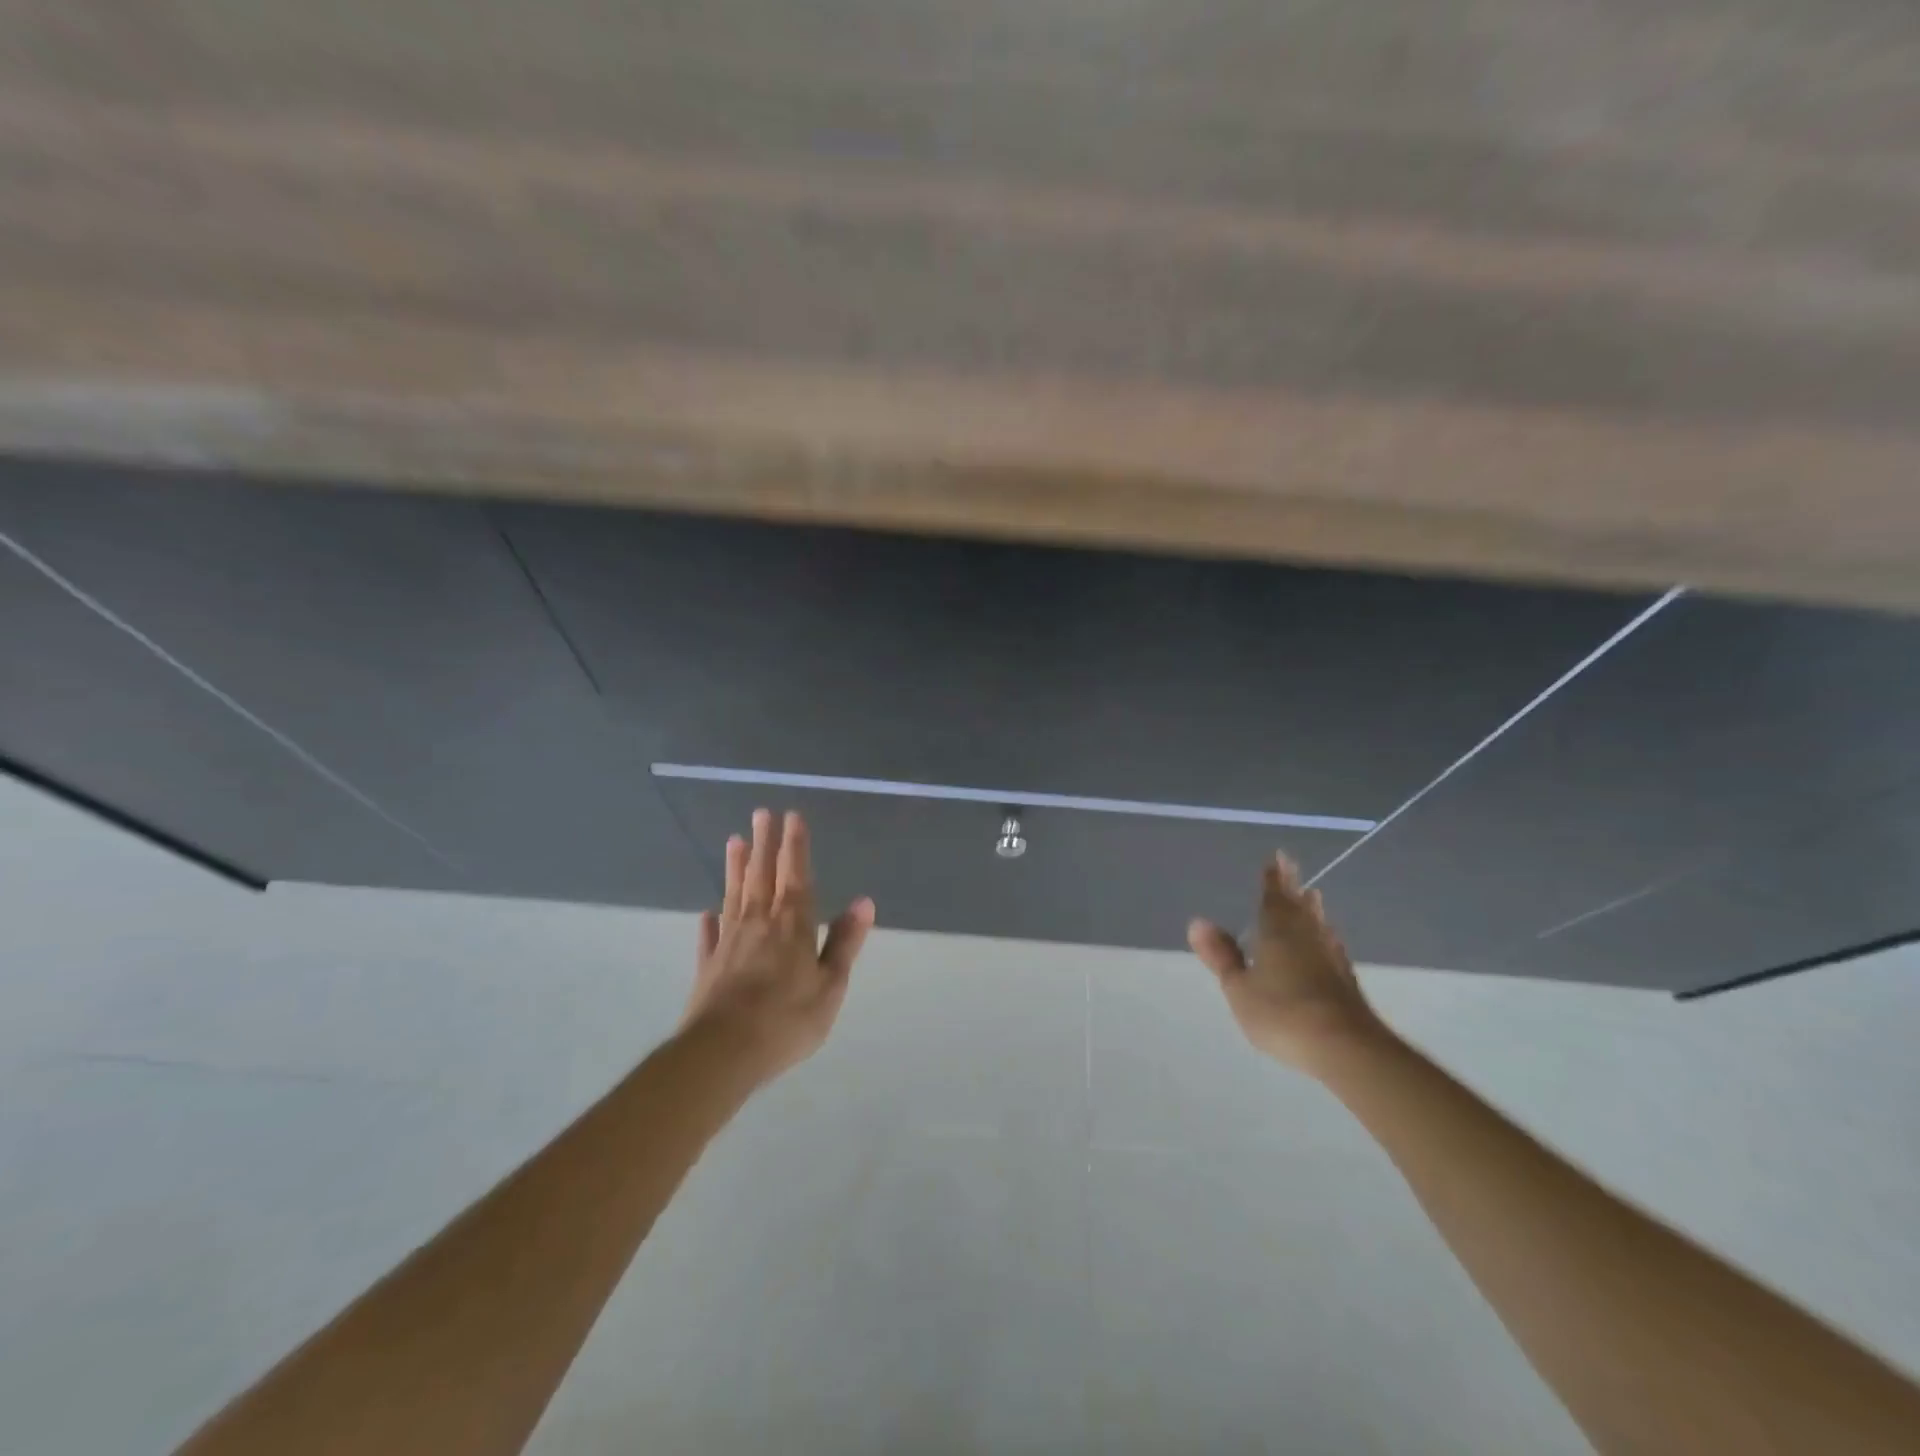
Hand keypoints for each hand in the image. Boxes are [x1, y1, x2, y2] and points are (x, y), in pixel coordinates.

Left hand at [681, 809, 874, 1084]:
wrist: (722, 1053)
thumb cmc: (786, 1019)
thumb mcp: (830, 985)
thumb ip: (844, 942)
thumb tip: (864, 901)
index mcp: (792, 925)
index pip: (795, 875)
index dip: (795, 845)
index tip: (791, 816)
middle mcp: (759, 923)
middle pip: (762, 875)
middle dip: (764, 843)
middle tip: (761, 813)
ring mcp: (729, 942)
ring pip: (734, 895)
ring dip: (736, 867)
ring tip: (734, 841)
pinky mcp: (708, 966)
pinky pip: (710, 936)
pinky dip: (710, 922)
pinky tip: (707, 912)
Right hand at [1188, 852, 1383, 1072]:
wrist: (1345, 1047)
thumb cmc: (1282, 1012)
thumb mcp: (1239, 987)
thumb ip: (1222, 956)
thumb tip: (1197, 922)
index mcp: (1277, 929)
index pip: (1273, 895)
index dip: (1273, 877)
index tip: (1277, 857)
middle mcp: (1307, 934)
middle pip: (1299, 904)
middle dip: (1293, 887)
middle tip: (1292, 870)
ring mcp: (1330, 956)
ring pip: (1318, 923)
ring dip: (1312, 909)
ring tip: (1312, 898)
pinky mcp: (1346, 979)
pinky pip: (1329, 944)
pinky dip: (1323, 936)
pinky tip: (1326, 944)